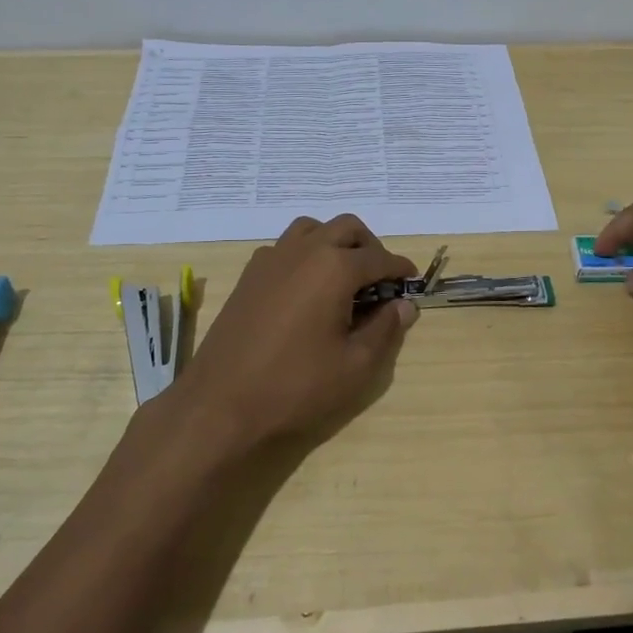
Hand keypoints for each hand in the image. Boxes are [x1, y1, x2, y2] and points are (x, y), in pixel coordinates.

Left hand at [171, 214, 418, 449]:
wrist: (220, 404)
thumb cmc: (296, 387)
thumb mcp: (355, 366)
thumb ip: (385, 329)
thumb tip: (404, 305)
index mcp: (334, 268)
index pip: (379, 258)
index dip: (400, 269)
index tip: (412, 282)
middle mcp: (304, 251)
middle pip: (346, 228)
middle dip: (370, 247)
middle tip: (380, 280)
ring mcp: (271, 259)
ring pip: (312, 229)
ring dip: (335, 242)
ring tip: (344, 277)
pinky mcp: (250, 275)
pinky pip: (286, 247)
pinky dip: (305, 254)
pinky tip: (307, 290)